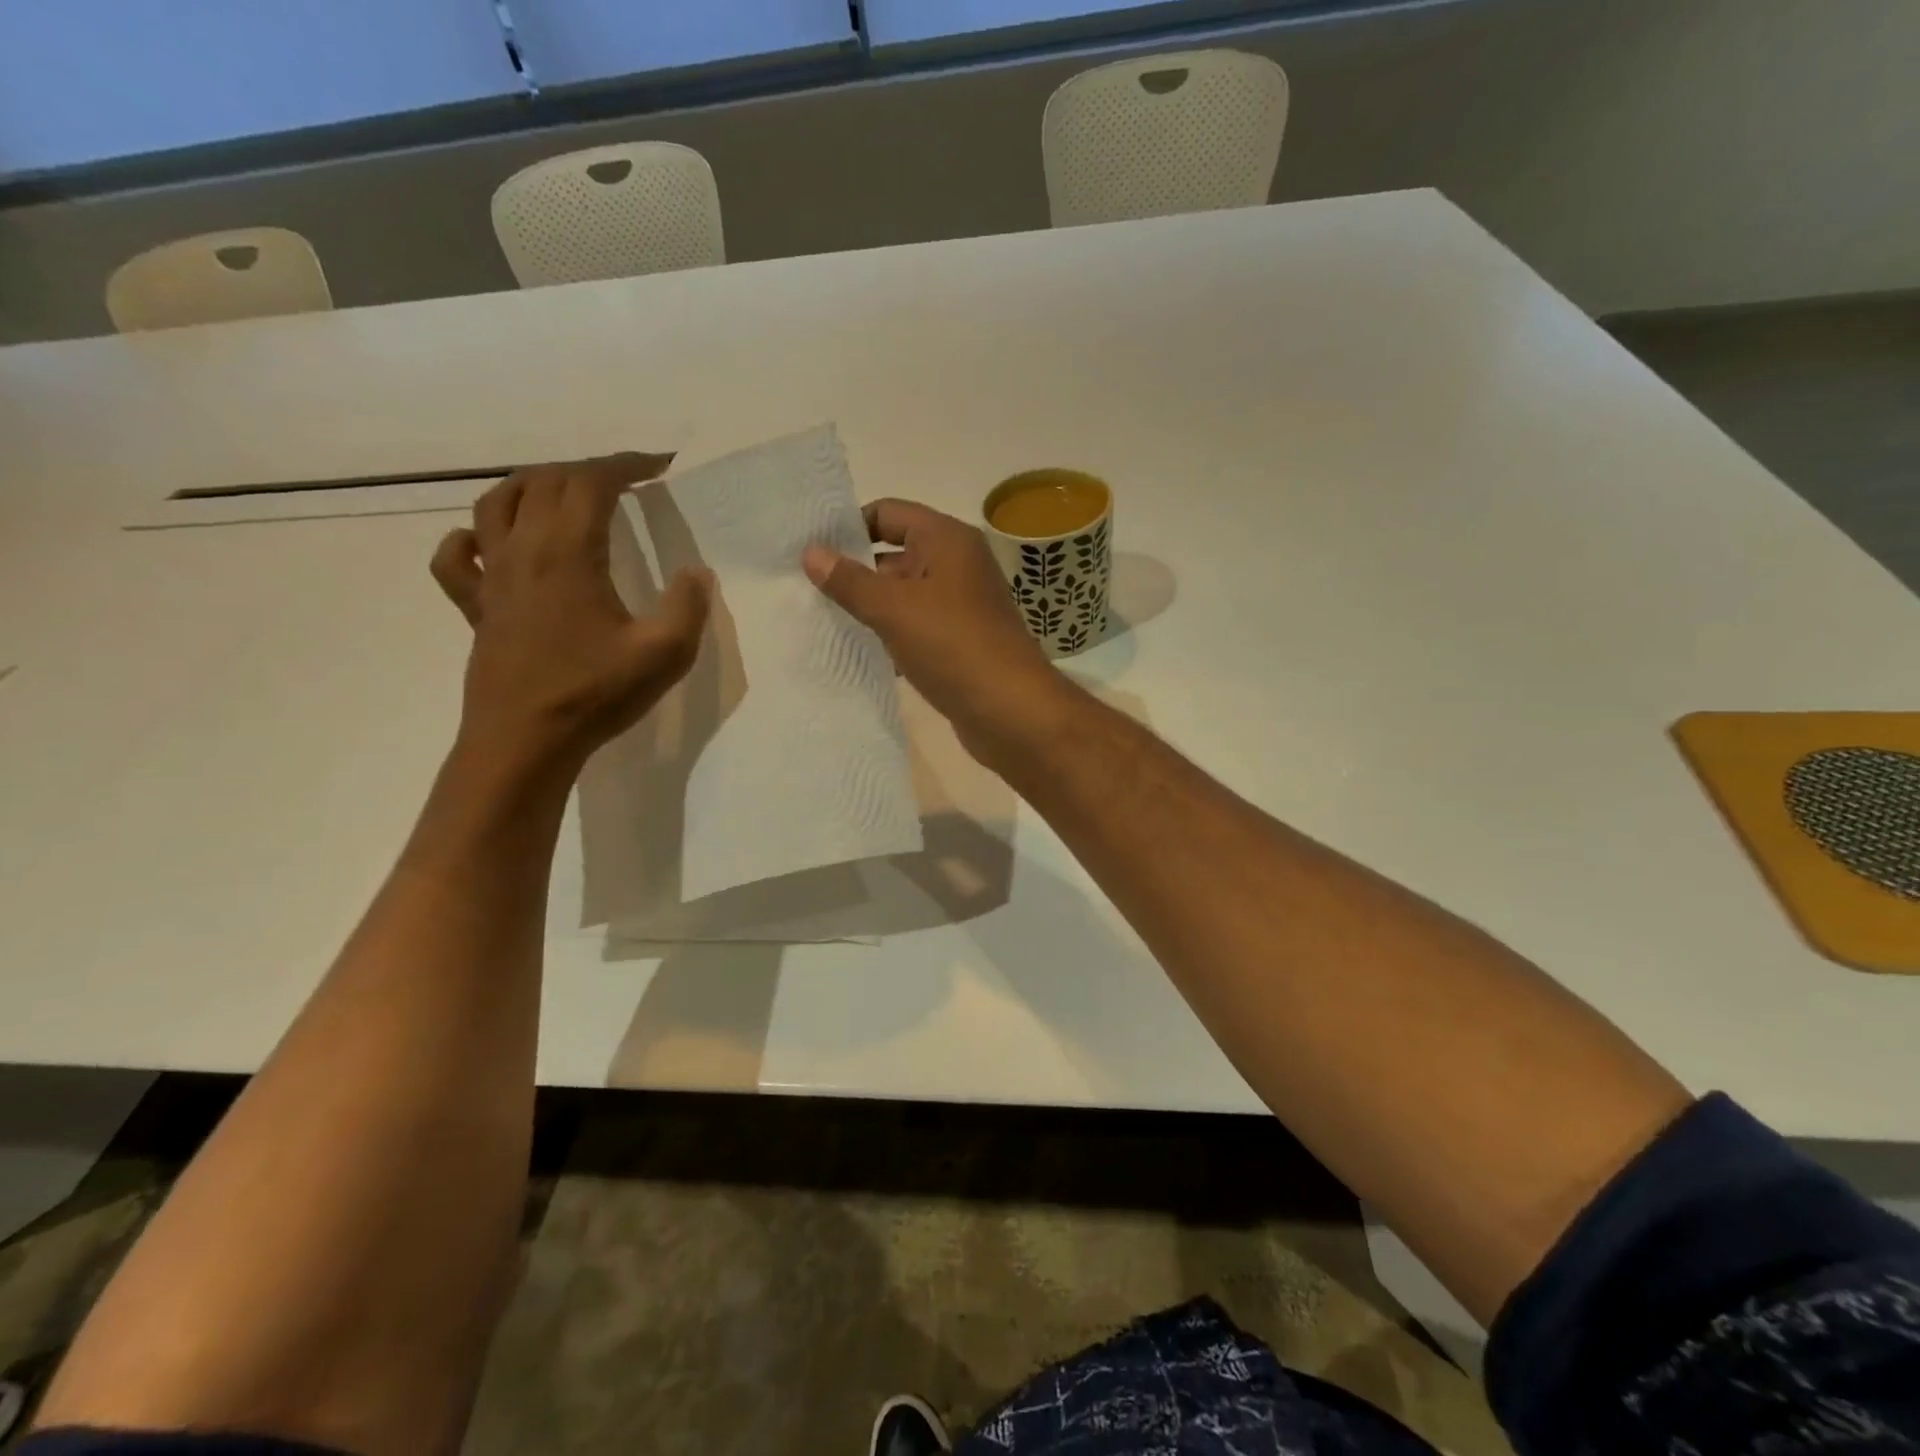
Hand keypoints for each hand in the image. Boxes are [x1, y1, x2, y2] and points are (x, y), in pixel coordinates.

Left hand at [431, 453, 711, 775]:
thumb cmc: (595, 694)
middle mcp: (523, 550)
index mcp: (568, 552)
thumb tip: (696, 572)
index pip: (592, 482)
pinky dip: (469, 537)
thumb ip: (688, 606)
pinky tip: (487, 543)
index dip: (626, 464)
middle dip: (587, 469)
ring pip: (495, 503)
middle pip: (544, 481)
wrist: (525, 741)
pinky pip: (456, 558)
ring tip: (562, 492)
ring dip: (531, 485)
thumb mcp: (665, 653)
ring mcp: (492, 578)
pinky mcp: (476, 608)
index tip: (658, 465)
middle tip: (625, 482)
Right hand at [802, 499, 1067, 765]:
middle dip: (854, 571)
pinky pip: (916, 627)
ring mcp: (960, 606)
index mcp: (947, 540)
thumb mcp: (894, 609)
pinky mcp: (959, 642)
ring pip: (904, 595)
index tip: (810, 549)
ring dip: (869, 607)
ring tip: (821, 620)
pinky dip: (890, 635)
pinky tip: (858, 652)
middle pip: (894, 554)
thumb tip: (811, 552)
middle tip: (805, 589)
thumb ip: (849, 581)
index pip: (889, 513)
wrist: (1011, 711)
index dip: (849, 526)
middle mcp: (957, 565)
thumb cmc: (953, 646)